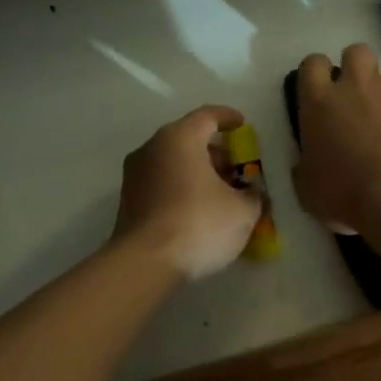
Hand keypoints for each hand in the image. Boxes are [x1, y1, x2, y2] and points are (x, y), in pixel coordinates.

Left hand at [110, 105, 262, 281]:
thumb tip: (252, 192)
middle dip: (215, 151)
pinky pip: (161, 182)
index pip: (207, 116)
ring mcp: (135, 174)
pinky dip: (181, 187)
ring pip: (173, 161)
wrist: (144, 264)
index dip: (229, 118)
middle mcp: (152, 148)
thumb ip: (253, 194)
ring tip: (221, 193)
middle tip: (237, 168)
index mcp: (179, 138)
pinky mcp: (128, 200)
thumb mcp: (242, 210)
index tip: (243, 126)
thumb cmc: (198, 223)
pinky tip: (198, 210)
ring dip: (198, 171)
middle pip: (189, 138)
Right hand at [291, 45, 380, 232]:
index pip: (312, 64)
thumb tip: (308, 163)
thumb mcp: (308, 187)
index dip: (316, 73)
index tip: (320, 90)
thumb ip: (306, 165)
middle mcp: (357, 84)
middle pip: (356, 52)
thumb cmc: (347, 193)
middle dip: (356, 67)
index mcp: (320, 101)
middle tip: (358, 97)